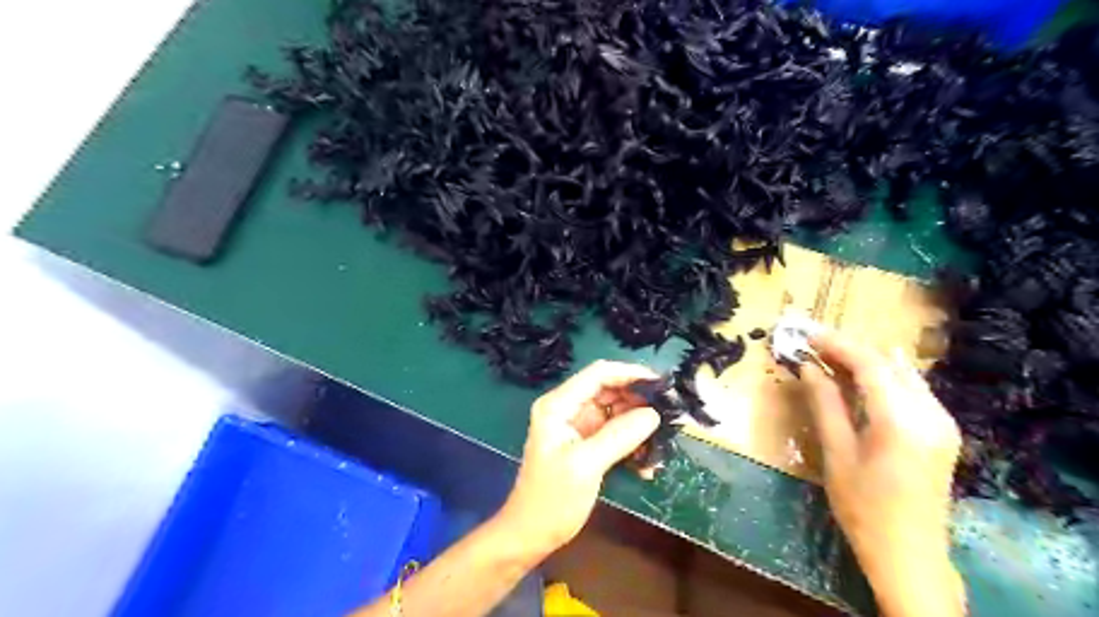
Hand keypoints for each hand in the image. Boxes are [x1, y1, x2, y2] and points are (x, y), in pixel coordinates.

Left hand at [499, 361, 660, 559]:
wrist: (531, 534)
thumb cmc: (552, 499)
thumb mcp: (586, 465)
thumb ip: (619, 436)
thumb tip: (653, 414)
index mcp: (559, 405)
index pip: (598, 374)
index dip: (630, 373)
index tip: (661, 384)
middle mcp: (568, 408)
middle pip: (610, 390)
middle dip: (639, 401)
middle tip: (669, 414)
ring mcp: (578, 426)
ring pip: (616, 412)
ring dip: (639, 425)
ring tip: (661, 443)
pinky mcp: (587, 444)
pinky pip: (615, 433)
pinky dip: (632, 443)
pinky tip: (646, 465)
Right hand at [800, 332, 963, 616]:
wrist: (909, 553)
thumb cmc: (863, 506)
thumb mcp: (836, 453)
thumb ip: (824, 404)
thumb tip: (808, 368)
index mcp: (902, 419)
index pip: (869, 364)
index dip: (836, 344)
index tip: (806, 334)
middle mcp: (931, 413)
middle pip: (888, 364)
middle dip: (849, 349)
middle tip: (812, 344)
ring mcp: (942, 422)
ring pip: (901, 374)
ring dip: (865, 361)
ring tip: (829, 356)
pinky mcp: (942, 431)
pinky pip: (911, 390)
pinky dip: (883, 377)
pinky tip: (860, 377)